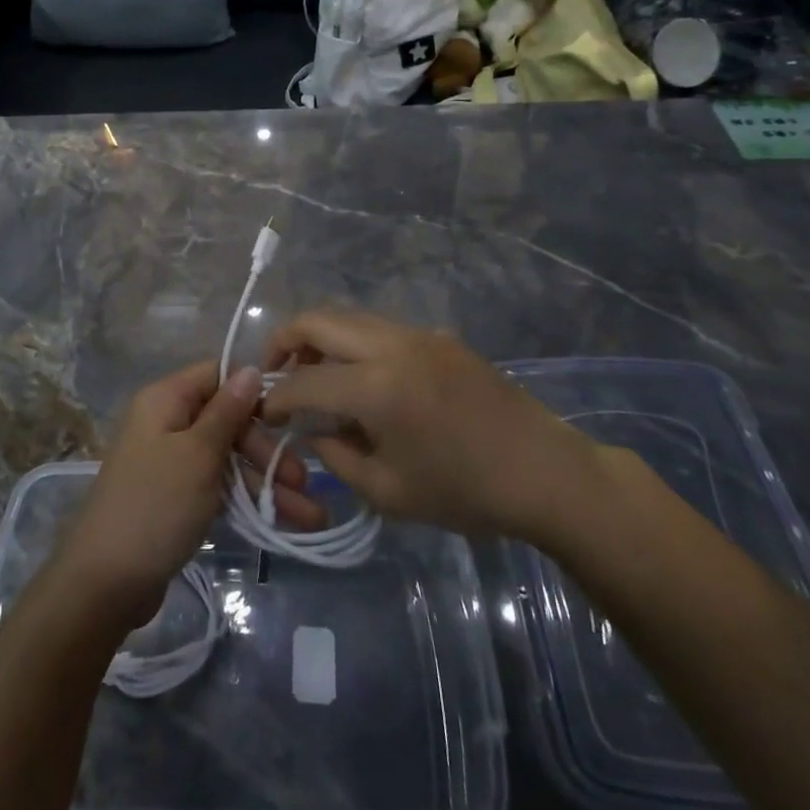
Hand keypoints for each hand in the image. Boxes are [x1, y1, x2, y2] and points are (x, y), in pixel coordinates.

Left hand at [55, 361, 325, 626]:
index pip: (216, 376)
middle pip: (227, 420)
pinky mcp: (176, 498)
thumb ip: (227, 412)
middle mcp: (167, 423)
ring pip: (227, 459)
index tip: (290, 415)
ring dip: (265, 482)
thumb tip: (249, 367)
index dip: (252, 391)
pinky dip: (246, 500)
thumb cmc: (155, 506)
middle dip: (267, 450)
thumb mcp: (197, 454)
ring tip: (310, 514)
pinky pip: (218, 486)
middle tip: (302, 480)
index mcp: (165, 400)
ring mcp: (171, 462)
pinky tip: (280, 521)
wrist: (105, 583)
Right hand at [263, 311, 607, 544]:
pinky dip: (353, 341)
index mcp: (377, 387)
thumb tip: (311, 428)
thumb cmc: (465, 493)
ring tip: (313, 373)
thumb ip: (337, 454)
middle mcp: (392, 345)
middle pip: (319, 319)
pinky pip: (380, 327)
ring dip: (320, 337)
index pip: (304, 380)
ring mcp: (418, 334)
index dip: (275, 397)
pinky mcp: (438, 336)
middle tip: (274, 372)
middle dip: (285, 341)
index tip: (264, 413)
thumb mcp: (388, 492)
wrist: (545, 472)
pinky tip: (360, 377)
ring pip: (349, 316)